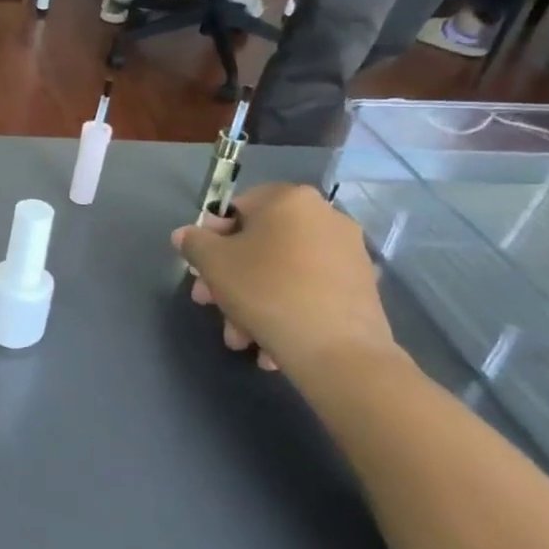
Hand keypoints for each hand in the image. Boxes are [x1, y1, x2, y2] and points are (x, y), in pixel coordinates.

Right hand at [172, 183, 396, 377]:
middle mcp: (326, 216)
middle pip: (260, 244)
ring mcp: (348, 252)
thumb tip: (186, 234)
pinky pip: (309, 290)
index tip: (201, 268)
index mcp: (290, 200)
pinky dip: (286, 309)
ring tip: (241, 337)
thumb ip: (194, 242)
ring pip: (282, 272)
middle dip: (230, 278)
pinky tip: (271, 343)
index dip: (211, 237)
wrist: (337, 348)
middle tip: (211, 305)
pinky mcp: (361, 286)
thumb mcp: (212, 263)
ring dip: (253, 301)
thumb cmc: (266, 290)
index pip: (237, 207)